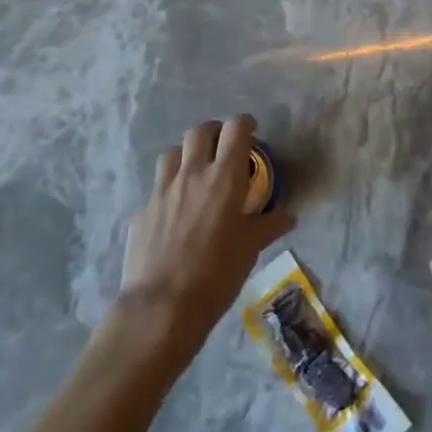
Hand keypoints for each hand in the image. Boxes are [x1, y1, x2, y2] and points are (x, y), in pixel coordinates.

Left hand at [119, 115, 295, 359]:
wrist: (162, 307)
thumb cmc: (217, 274)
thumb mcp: (250, 249)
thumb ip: (269, 225)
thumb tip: (289, 216)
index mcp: (224, 176)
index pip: (236, 128)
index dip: (245, 124)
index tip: (251, 133)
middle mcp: (192, 173)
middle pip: (200, 131)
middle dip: (214, 132)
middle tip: (222, 148)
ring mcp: (162, 190)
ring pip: (173, 153)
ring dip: (186, 155)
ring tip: (195, 173)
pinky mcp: (142, 210)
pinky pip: (156, 188)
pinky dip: (168, 190)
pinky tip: (173, 212)